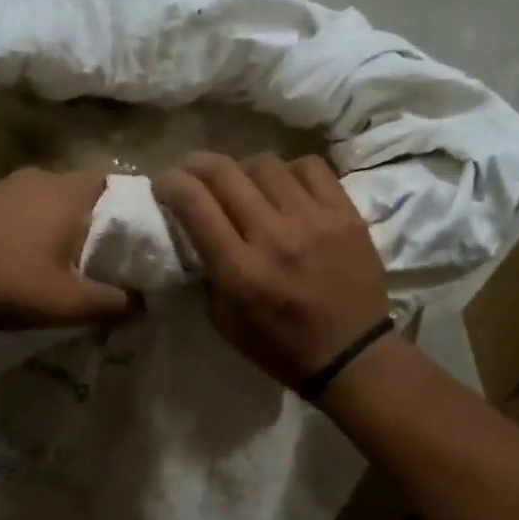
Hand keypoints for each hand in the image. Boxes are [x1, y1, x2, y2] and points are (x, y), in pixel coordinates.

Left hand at [0, 168, 133, 329]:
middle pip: (85, 190)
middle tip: (107, 253)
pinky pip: (22, 205)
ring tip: (67, 256)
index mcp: (68, 194)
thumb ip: (111, 304)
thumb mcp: (66, 304)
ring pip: (51, 197)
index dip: (134, 208)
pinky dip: (33, 223)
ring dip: (63, 220)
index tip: (140, 237)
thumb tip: (142, 304)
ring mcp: (5, 184)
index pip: (118, 185)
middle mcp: (41, 178)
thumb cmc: (5, 282)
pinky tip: (24, 253)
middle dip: (99, 218)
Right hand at [154, 152, 388, 387]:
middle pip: (224, 173)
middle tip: (192, 172)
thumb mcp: (225, 322)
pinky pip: (310, 167)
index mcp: (240, 270)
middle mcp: (274, 237)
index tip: (165, 184)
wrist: (352, 355)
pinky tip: (286, 187)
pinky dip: (289, 171)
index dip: (171, 184)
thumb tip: (196, 231)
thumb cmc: (281, 347)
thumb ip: (209, 273)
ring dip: (244, 169)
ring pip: (265, 164)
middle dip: (196, 165)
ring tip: (245, 184)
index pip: (195, 204)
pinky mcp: (346, 214)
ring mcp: (314, 220)